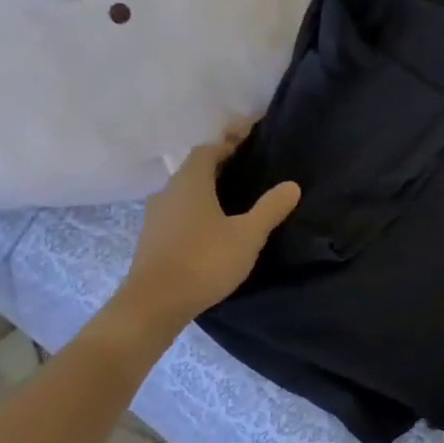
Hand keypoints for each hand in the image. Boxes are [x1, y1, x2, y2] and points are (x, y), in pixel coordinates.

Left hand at [113, 133, 299, 336]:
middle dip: (219, 164)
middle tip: (247, 167)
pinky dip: (196, 210)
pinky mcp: (151, 239)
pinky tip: (212, 226)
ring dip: (206, 189)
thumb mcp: (247, 235)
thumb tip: (291, 185)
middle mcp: (168, 191)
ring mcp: (155, 216)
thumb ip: (270, 209)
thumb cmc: (204, 260)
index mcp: (190, 182)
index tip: (250, 138)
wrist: (153, 304)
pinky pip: (178, 212)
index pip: (209, 149)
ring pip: (184, 192)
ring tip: (233, 197)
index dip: (229, 141)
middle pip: (195, 169)